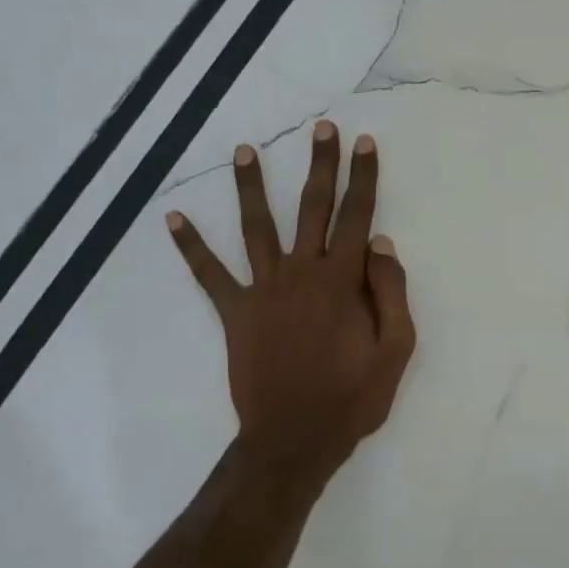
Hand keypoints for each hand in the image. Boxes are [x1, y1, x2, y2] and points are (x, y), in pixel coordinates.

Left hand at [167, 121, 415, 480]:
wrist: (295, 439)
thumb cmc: (352, 398)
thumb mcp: (396, 351)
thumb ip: (392, 293)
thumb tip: (381, 242)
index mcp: (343, 281)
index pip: (358, 217)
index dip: (364, 178)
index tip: (363, 144)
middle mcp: (302, 273)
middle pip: (312, 208)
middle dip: (321, 165)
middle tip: (322, 128)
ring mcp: (264, 290)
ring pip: (257, 227)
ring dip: (251, 186)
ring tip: (243, 150)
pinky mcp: (236, 312)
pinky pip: (210, 274)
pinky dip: (191, 247)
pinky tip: (172, 218)